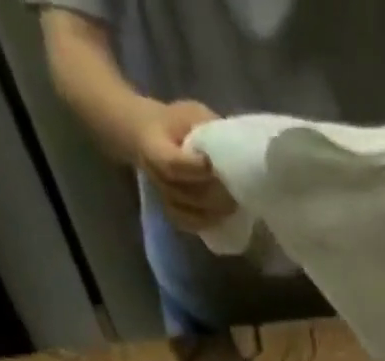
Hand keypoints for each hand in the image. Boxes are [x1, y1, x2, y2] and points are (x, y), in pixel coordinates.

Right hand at [119, 97, 236, 230]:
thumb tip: (236, 146)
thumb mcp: (189, 113)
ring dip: (214, 212)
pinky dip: (207, 223)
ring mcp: (163, 196)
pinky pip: (189, 224)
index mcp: (153, 145)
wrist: (148, 135)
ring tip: (235, 206)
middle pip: (186, 193)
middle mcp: (155, 175)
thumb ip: (207, 127)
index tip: (213, 165)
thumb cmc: (174, 123)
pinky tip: (223, 219)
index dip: (194, 168)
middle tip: (236, 193)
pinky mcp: (171, 210)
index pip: (172, 163)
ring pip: (190, 212)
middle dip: (213, 195)